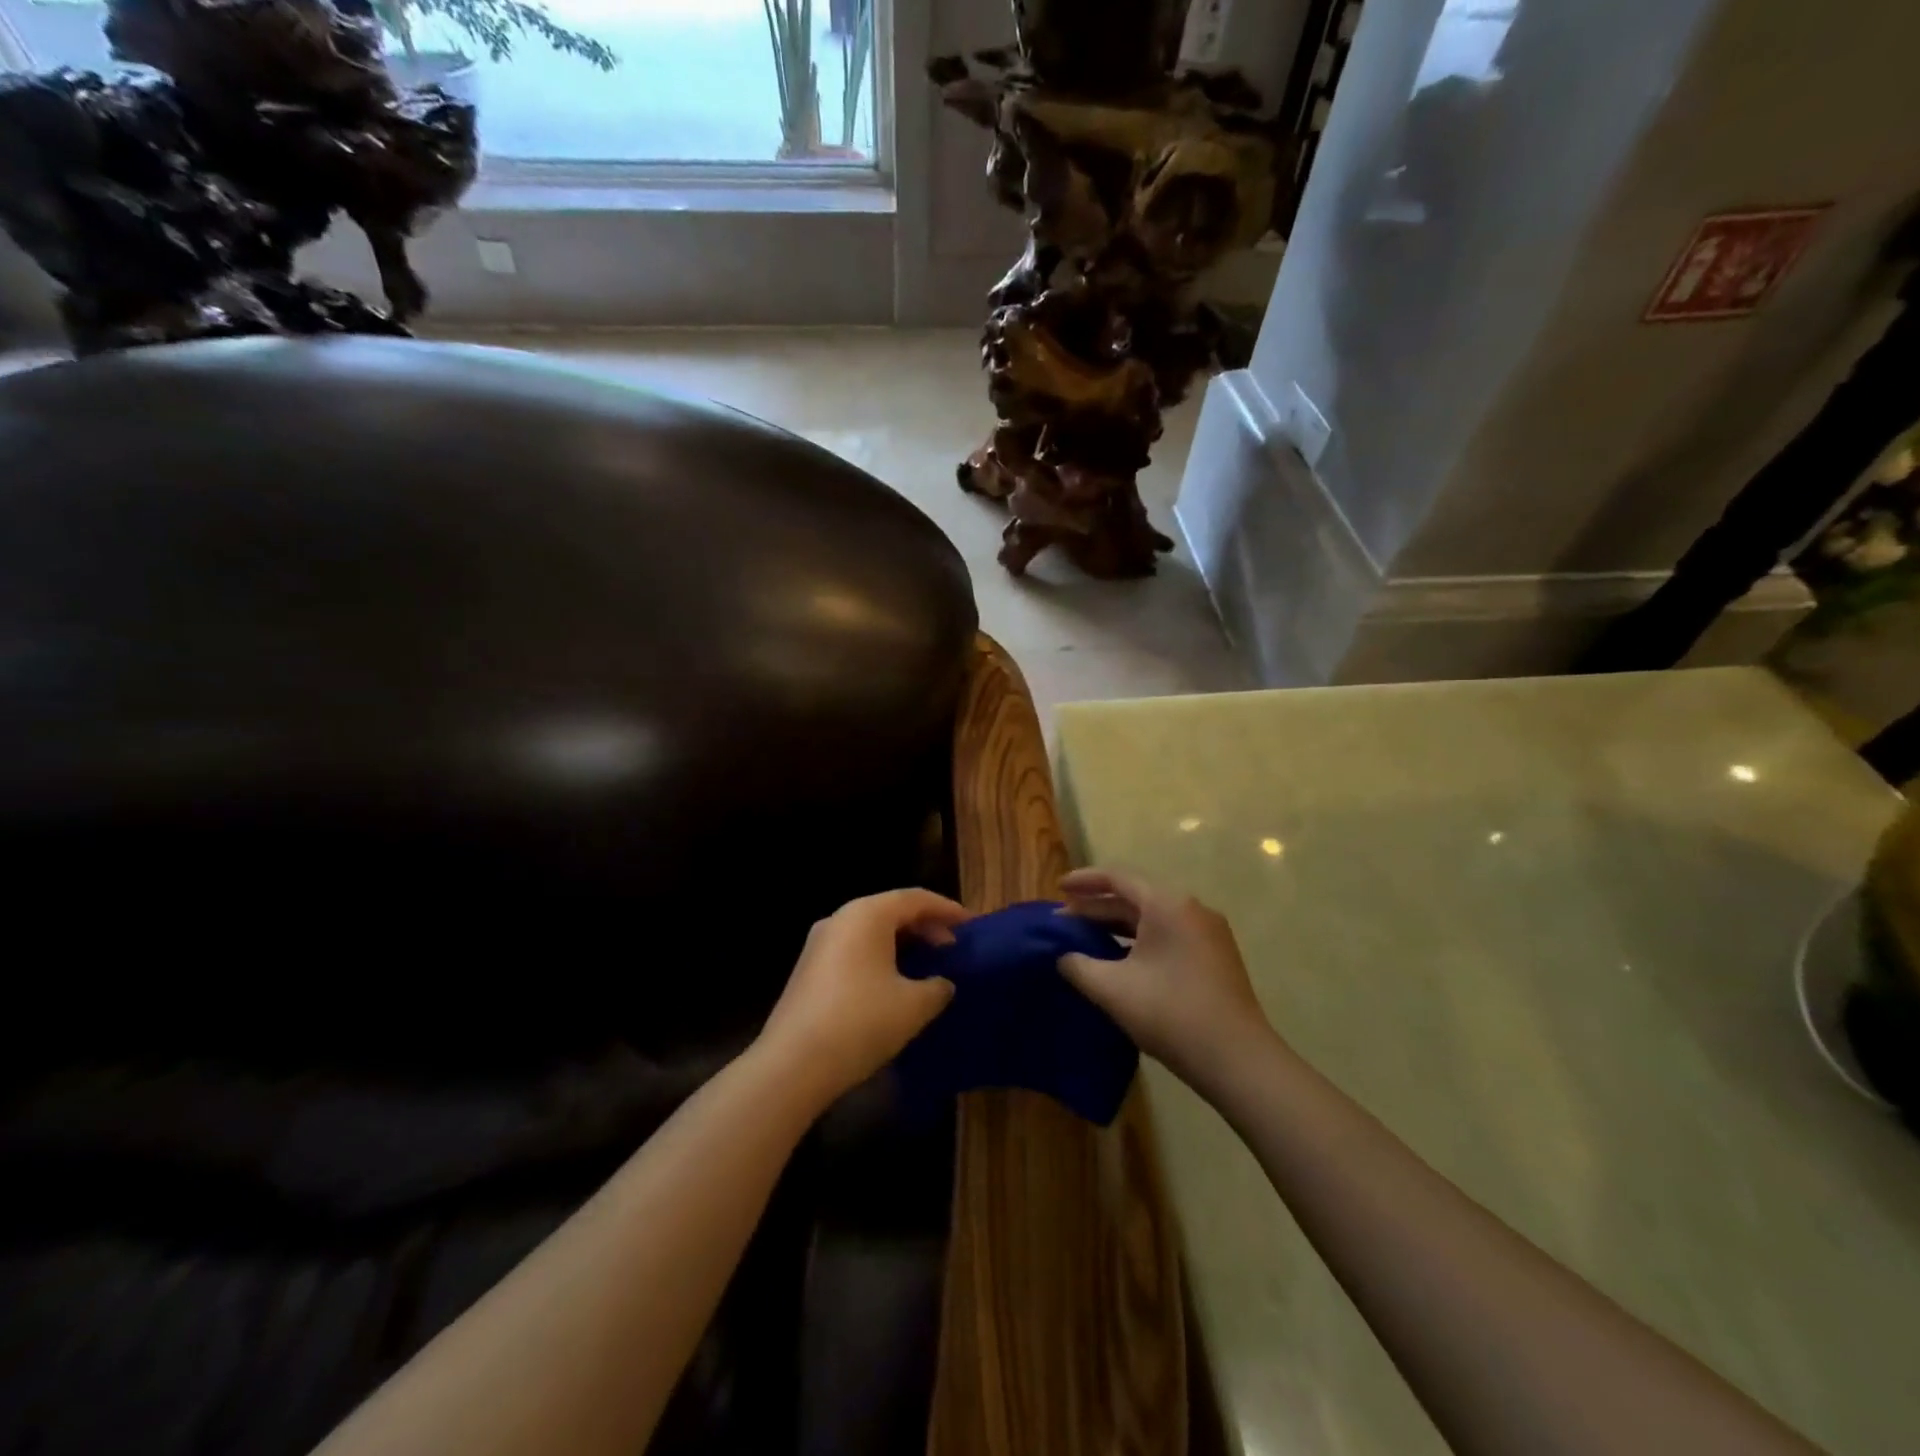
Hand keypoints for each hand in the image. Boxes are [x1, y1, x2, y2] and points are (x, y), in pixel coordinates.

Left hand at [759, 889, 966, 1104]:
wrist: (793, 1064)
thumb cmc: (861, 1022)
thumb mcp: (914, 1006)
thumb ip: (937, 987)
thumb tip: (941, 983)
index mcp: (867, 914)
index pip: (916, 899)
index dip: (948, 909)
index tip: (972, 926)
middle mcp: (841, 919)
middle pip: (891, 910)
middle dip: (926, 926)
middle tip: (952, 948)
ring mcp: (820, 944)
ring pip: (871, 931)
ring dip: (903, 944)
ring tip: (928, 966)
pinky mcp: (809, 969)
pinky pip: (855, 950)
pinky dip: (881, 958)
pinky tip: (895, 985)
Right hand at [1057, 868, 1275, 1089]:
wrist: (1238, 1060)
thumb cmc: (1170, 1013)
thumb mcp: (1112, 988)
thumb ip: (1078, 965)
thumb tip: (1063, 957)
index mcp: (1167, 904)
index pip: (1117, 878)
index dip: (1083, 881)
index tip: (1057, 888)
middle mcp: (1190, 908)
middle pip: (1135, 897)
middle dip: (1096, 908)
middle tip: (1062, 921)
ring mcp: (1207, 933)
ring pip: (1152, 919)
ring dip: (1117, 926)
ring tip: (1084, 939)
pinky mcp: (1215, 957)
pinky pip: (1168, 935)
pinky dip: (1139, 941)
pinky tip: (1119, 960)